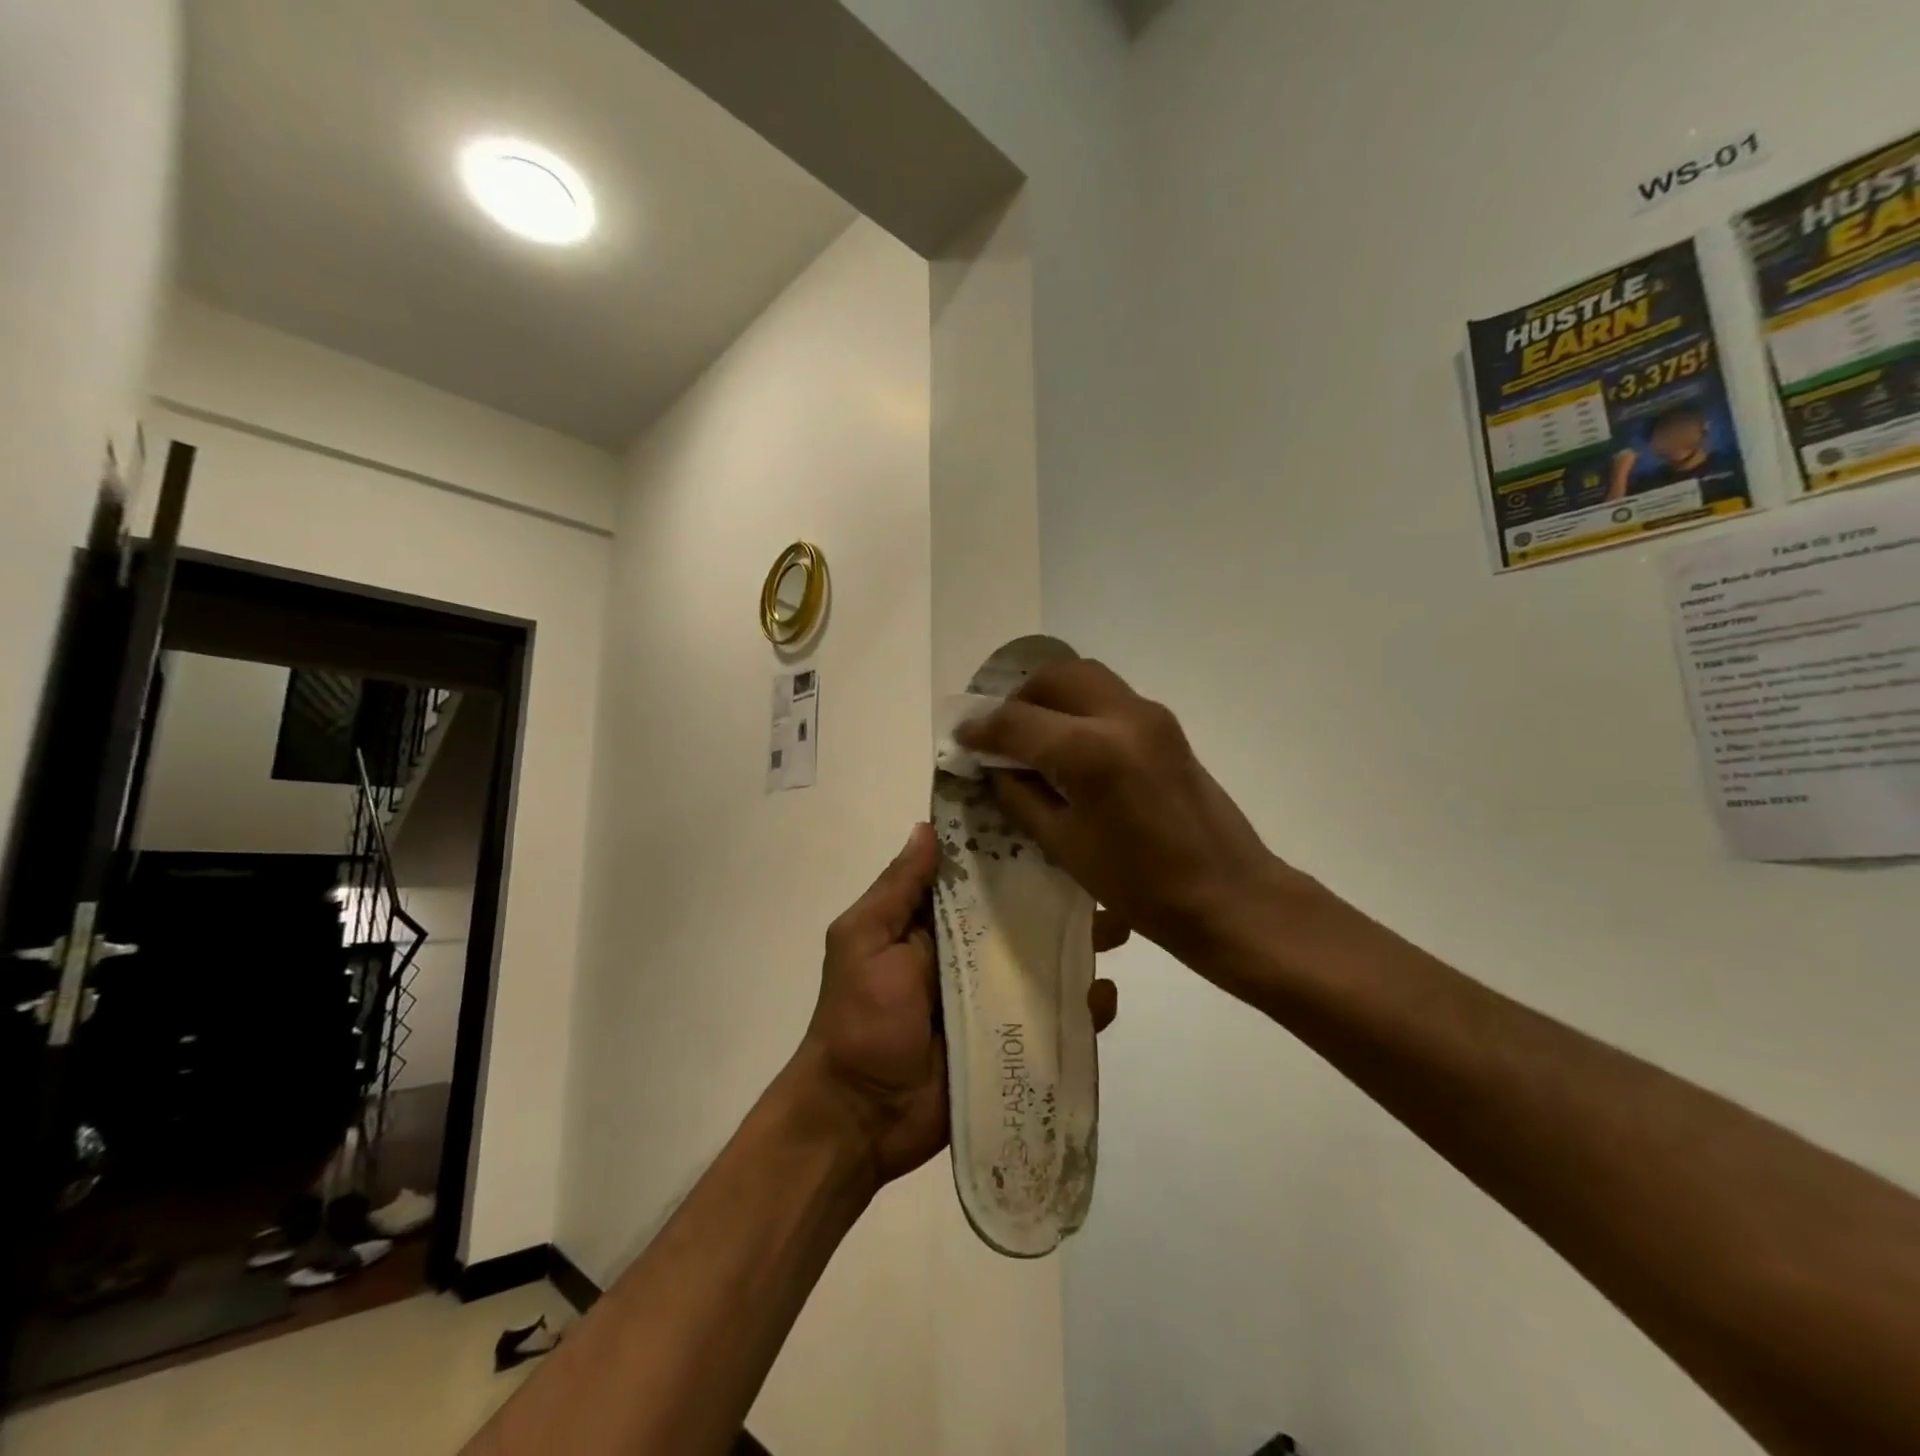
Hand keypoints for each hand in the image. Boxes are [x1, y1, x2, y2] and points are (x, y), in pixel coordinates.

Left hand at [796, 823, 1119, 1186]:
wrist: (861, 1117)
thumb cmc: (859, 1019)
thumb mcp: (863, 941)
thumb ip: (897, 889)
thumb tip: (927, 827)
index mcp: (935, 924)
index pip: (981, 876)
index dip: (1013, 852)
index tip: (1053, 823)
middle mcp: (972, 953)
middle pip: (1025, 916)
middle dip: (1063, 897)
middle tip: (1105, 881)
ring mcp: (997, 998)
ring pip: (1050, 961)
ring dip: (1084, 944)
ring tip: (1120, 929)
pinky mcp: (1017, 1041)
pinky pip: (1059, 1017)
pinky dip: (1086, 1006)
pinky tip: (1104, 996)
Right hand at [957, 660, 1294, 967]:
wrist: (1228, 894)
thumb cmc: (1140, 886)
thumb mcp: (1064, 846)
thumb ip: (1021, 796)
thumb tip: (995, 766)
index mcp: (1089, 751)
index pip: (1016, 721)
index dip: (981, 729)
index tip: (962, 739)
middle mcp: (1120, 716)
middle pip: (1053, 677)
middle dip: (1018, 700)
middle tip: (1000, 735)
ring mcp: (1150, 714)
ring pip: (1084, 676)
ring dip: (1050, 696)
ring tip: (1033, 734)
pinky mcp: (1167, 724)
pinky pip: (1109, 695)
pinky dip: (1079, 706)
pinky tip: (1070, 744)